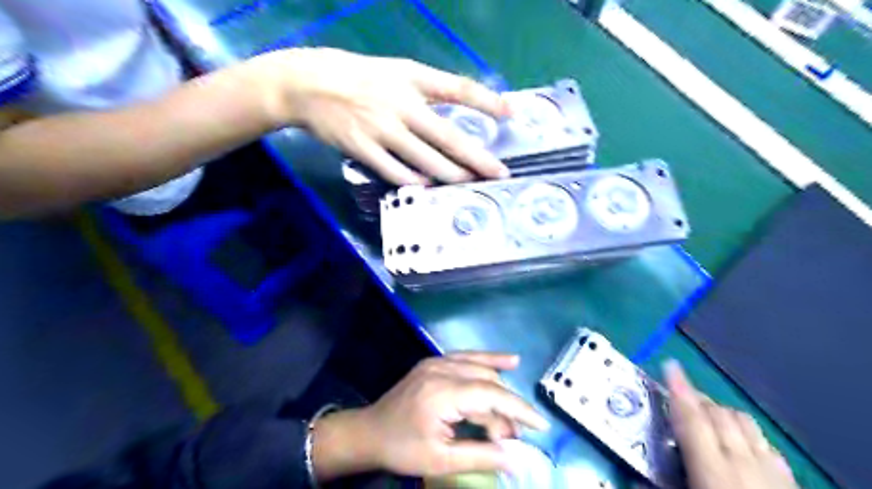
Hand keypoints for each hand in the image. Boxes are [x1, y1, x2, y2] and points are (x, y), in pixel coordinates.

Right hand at [249, 47, 512, 183]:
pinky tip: (430, 188)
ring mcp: (382, 129)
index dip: (486, 101)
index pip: (457, 88)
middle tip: (499, 173)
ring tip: (470, 185)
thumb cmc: (357, 77)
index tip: (511, 113)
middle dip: (477, 158)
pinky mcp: (363, 149)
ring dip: (452, 176)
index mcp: (410, 78)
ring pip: (426, 160)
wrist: (307, 85)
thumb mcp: (394, 72)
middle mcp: (401, 104)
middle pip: (448, 136)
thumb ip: (425, 91)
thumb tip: (454, 114)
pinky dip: (415, 182)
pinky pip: (395, 172)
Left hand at [344, 352, 546, 476]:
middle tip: (512, 438)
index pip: (491, 396)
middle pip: (488, 382)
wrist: (369, 431)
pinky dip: (490, 360)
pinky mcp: (435, 361)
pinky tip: (511, 360)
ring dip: (501, 390)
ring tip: (511, 416)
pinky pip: (468, 357)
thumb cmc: (403, 448)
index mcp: (442, 393)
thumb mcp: (440, 460)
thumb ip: (481, 456)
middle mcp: (442, 370)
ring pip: (482, 368)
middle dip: (507, 410)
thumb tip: (518, 459)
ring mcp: (438, 361)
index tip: (541, 426)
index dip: (519, 410)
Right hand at [665, 359, 798, 488]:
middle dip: (696, 397)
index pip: (692, 419)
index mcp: (714, 472)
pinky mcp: (790, 485)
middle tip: (677, 395)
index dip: (679, 389)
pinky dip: (748, 433)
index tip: (669, 365)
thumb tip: (632, 479)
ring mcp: (773, 474)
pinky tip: (742, 443)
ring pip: (746, 423)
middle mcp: (745, 466)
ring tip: (705, 415)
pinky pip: (768, 445)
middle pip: (718, 415)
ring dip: (721, 412)